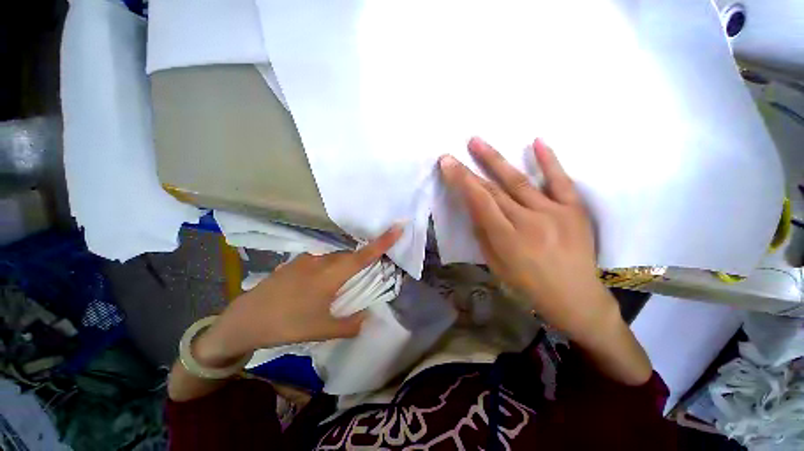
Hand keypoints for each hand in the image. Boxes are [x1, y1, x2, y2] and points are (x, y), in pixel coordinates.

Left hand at [193, 226, 402, 367]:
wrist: (245, 320)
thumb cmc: (287, 323)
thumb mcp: (322, 330)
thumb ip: (349, 325)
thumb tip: (367, 318)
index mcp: (332, 274)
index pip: (365, 255)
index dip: (384, 241)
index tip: (399, 226)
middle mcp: (322, 260)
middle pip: (350, 256)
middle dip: (360, 262)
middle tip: (362, 278)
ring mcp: (306, 259)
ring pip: (334, 258)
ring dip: (342, 268)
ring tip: (336, 287)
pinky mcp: (295, 263)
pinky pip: (320, 261)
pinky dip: (327, 269)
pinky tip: (316, 286)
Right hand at [438, 137, 613, 344]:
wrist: (574, 296)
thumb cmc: (527, 284)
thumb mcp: (495, 264)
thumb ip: (484, 233)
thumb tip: (476, 208)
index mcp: (506, 238)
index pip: (479, 202)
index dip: (461, 181)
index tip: (447, 164)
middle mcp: (528, 221)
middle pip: (494, 190)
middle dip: (470, 170)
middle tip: (454, 153)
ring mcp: (554, 212)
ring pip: (519, 181)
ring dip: (496, 160)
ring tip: (478, 141)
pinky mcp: (574, 209)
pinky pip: (560, 181)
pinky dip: (549, 161)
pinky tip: (536, 142)